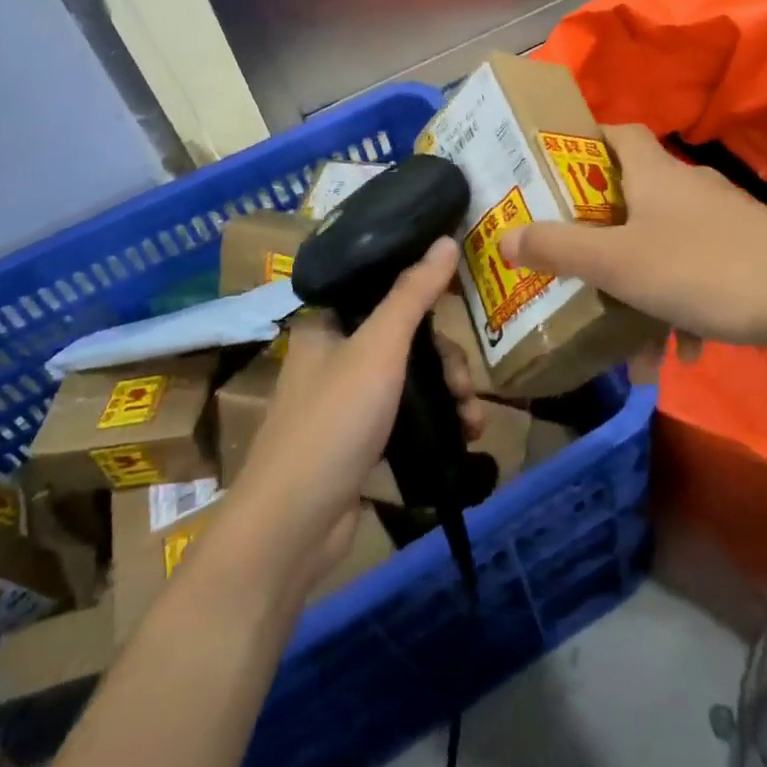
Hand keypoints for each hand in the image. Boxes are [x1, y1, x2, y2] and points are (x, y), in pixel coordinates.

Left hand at [230, 238, 466, 590]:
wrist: (293, 527)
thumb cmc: (333, 422)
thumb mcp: (378, 349)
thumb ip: (413, 294)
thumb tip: (446, 239)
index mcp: (327, 324)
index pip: (382, 289)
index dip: (423, 291)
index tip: (461, 300)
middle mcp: (334, 356)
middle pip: (405, 338)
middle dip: (446, 360)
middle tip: (465, 385)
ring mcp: (347, 401)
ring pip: (411, 379)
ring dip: (449, 395)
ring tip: (473, 422)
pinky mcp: (360, 441)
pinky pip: (408, 417)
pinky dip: (437, 423)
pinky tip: (464, 438)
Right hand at [498, 124, 766, 362]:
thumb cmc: (704, 268)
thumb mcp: (618, 263)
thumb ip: (559, 250)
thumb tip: (505, 237)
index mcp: (654, 173)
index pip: (615, 132)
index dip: (583, 142)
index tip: (553, 171)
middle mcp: (687, 187)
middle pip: (633, 194)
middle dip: (601, 229)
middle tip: (572, 255)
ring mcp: (723, 221)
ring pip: (663, 243)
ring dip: (640, 283)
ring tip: (624, 333)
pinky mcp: (750, 253)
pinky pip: (698, 273)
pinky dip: (681, 305)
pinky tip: (682, 351)